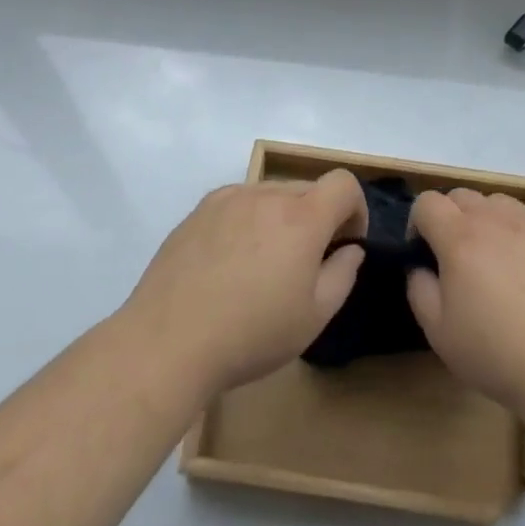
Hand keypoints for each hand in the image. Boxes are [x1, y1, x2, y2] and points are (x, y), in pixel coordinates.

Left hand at [125, 170, 367, 397]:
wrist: (168, 342)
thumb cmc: (251, 333)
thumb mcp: (314, 316)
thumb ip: (342, 274)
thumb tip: (349, 249)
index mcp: (301, 217)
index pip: (343, 183)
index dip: (355, 209)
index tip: (345, 244)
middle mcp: (266, 195)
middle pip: (307, 189)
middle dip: (318, 217)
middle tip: (305, 263)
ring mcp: (227, 199)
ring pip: (270, 194)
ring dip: (281, 218)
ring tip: (263, 264)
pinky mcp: (198, 211)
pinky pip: (238, 203)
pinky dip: (247, 220)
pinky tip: (230, 262)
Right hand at [406, 189, 524, 422]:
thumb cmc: (497, 353)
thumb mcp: (439, 332)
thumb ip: (419, 289)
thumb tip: (421, 267)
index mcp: (460, 238)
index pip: (426, 202)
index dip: (417, 223)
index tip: (423, 254)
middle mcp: (494, 219)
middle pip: (460, 195)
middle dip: (448, 217)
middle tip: (455, 258)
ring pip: (495, 202)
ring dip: (483, 219)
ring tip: (491, 259)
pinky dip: (514, 230)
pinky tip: (524, 268)